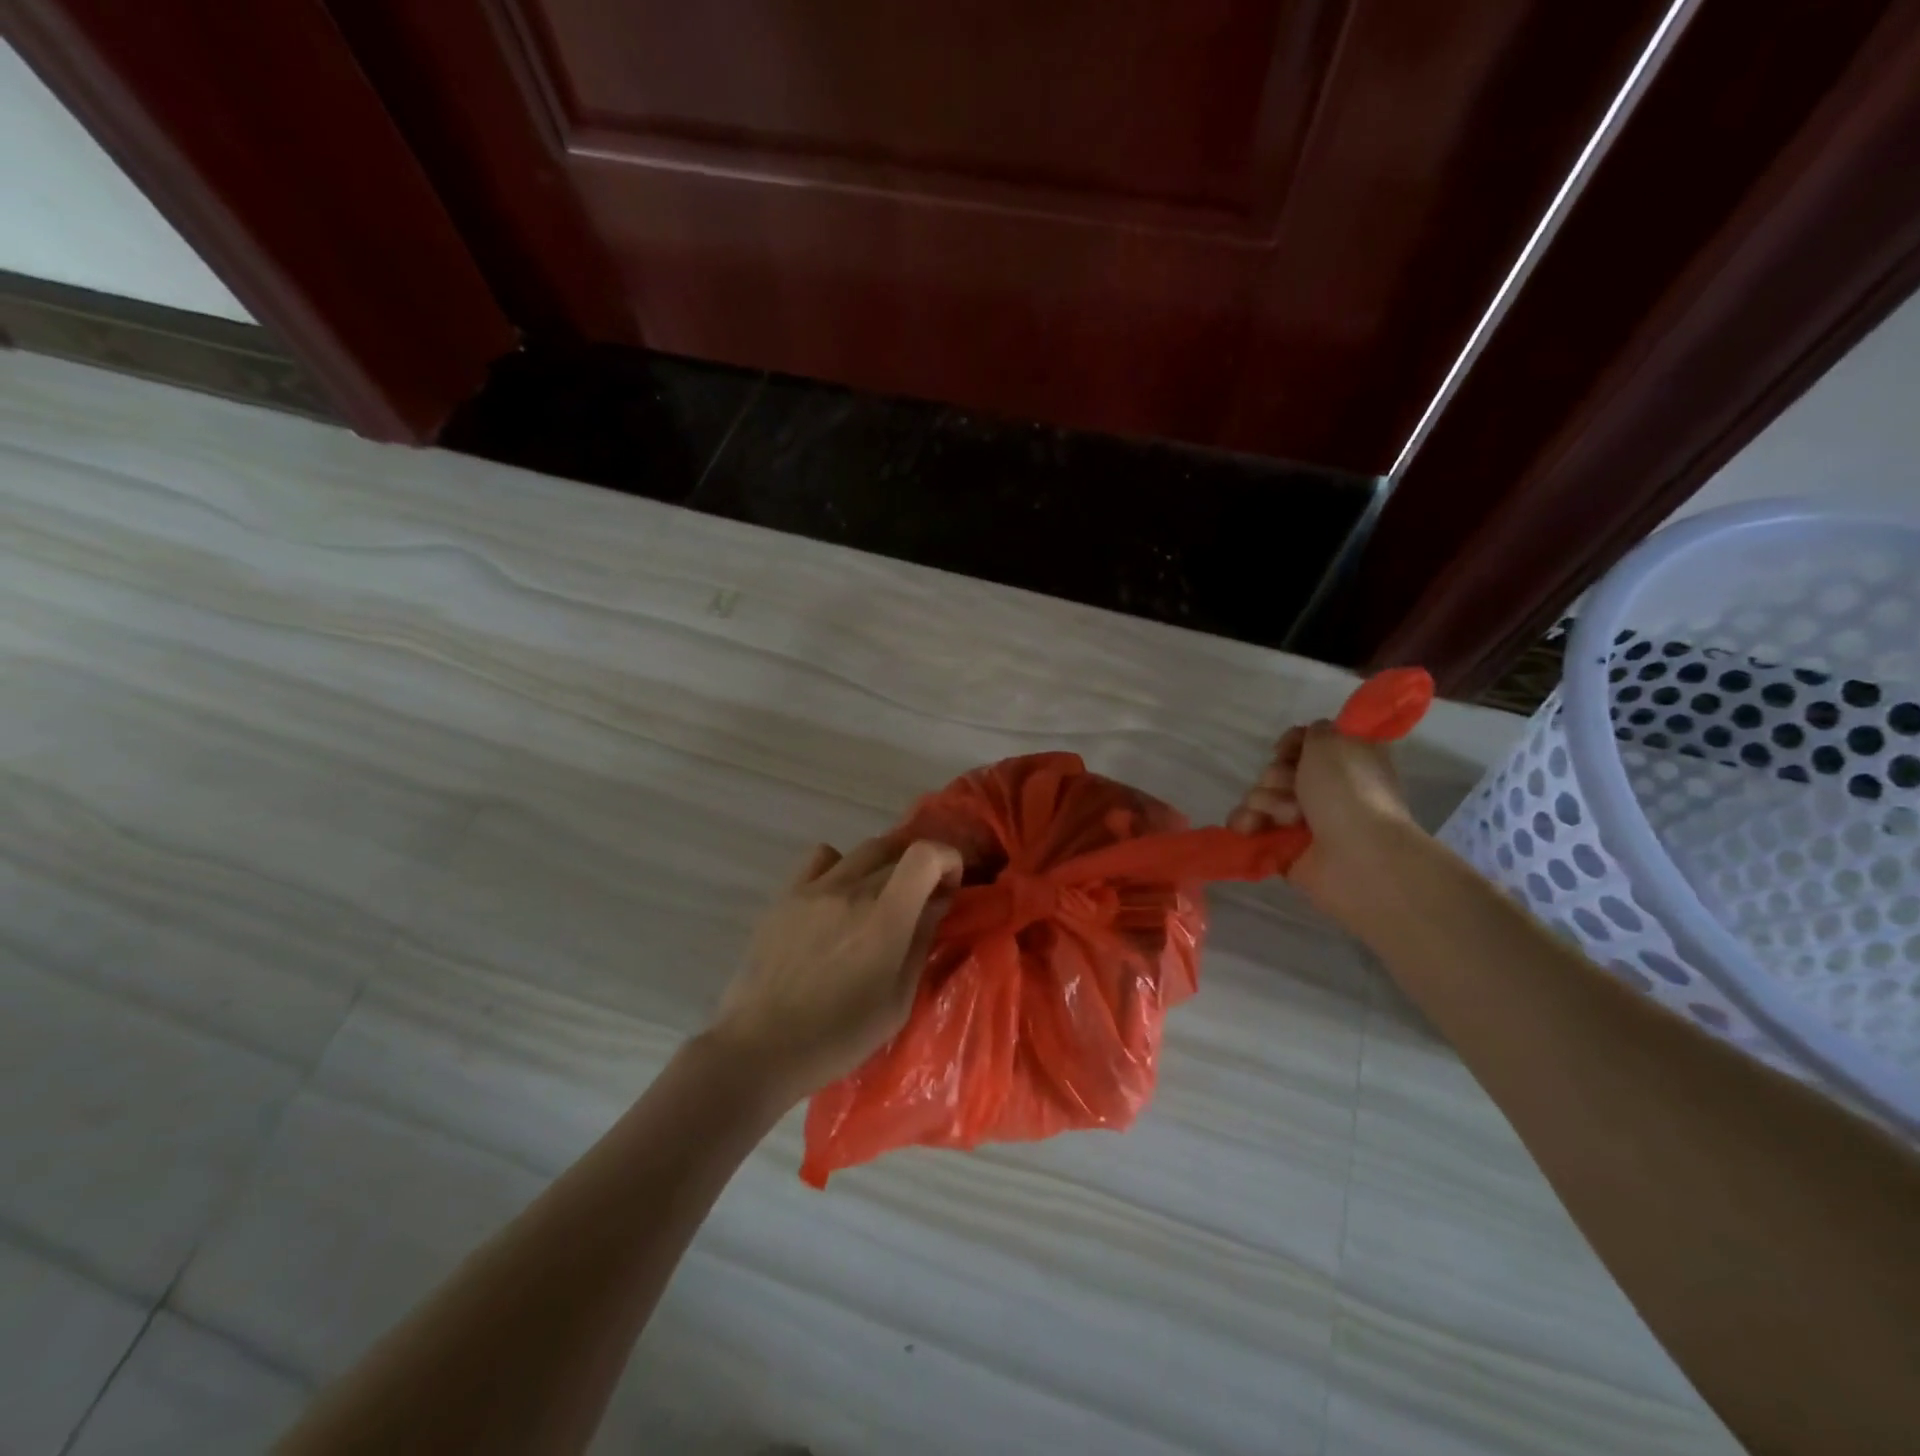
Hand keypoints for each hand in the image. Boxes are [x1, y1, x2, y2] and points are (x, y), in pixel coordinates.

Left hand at [711, 835, 962, 1101]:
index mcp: (884, 918)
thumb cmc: (839, 1036)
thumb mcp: (898, 1001)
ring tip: (880, 897)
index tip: (949, 888)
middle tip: (921, 899)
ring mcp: (814, 888)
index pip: (925, 854)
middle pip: (898, 851)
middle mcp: (851, 890)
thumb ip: (920, 942)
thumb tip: (935, 904)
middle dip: (920, 868)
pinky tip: (838, 897)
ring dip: (884, 865)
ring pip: (863, 851)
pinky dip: (842, 866)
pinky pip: (822, 858)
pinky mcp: (786, 895)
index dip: (947, 860)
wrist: (762, 1046)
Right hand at [1228, 720, 1420, 925]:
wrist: (1357, 856)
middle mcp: (1326, 789)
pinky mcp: (1285, 847)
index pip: (1305, 744)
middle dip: (1276, 777)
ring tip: (1285, 818)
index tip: (1285, 750)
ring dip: (1265, 802)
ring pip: (1262, 797)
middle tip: (1291, 788)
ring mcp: (1305, 821)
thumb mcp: (1332, 742)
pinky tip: (1248, 828)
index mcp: (1344, 763)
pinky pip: (1252, 827)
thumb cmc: (1348, 792)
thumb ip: (1316, 731)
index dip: (1291, 744)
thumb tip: (1308, 739)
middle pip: (1278, 771)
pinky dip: (1247, 824)